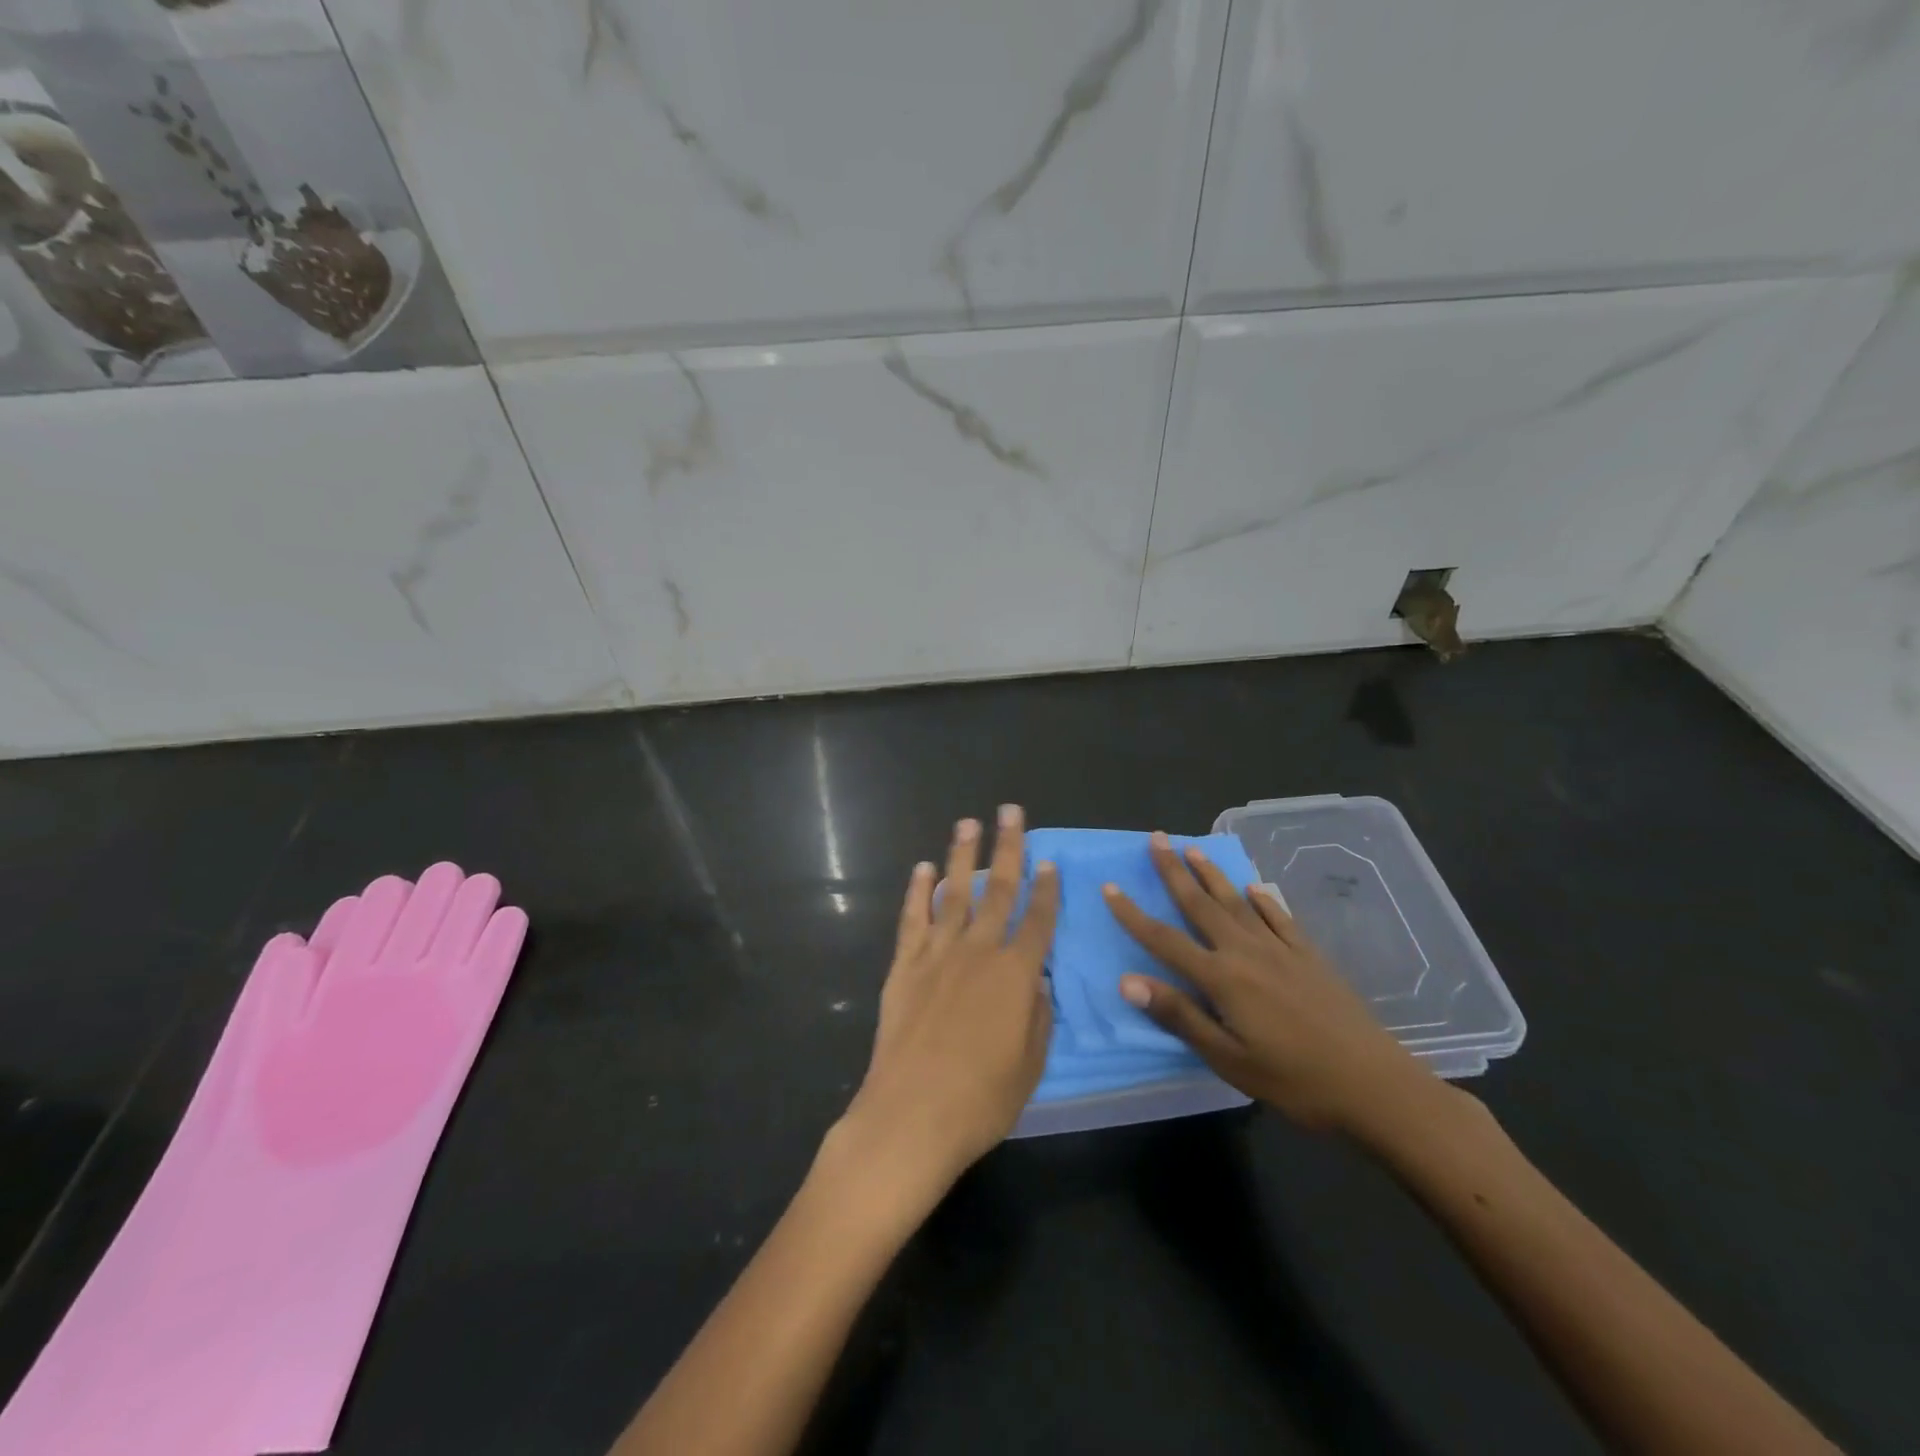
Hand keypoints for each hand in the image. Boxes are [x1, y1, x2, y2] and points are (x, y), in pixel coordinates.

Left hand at [831, 806, 1058, 1203]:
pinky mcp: (904, 966)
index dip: (1047, 889)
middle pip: (998, 889)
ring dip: (962, 855)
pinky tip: (922, 869)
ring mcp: (937, 954)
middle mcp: (978, 952)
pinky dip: (917, 892)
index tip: (1050, 861)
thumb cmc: (981, 1100)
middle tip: (1011, 811)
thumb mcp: (1030, 1066)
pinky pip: (912, 919)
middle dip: (1008, 847)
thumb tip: (1038, 982)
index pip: (1038, 920)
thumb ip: (1038, 1018)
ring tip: (968, 823)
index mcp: (1016, 975)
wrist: (910, 1115)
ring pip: (953, 892)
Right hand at [1104, 832, 1445, 1140]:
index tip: (1110, 886)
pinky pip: (1280, 918)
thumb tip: (1127, 981)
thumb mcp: (1228, 1059)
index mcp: (1222, 978)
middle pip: (1200, 905)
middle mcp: (1246, 952)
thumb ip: (1180, 1016)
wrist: (1375, 1085)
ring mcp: (1281, 950)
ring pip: (1237, 903)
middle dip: (1173, 871)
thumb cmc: (1294, 1080)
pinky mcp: (1310, 956)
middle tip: (1155, 839)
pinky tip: (1255, 887)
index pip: (1165, 940)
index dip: (1133, 914)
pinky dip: (1264, 900)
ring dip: (1212, 874)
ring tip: (1193, 849)